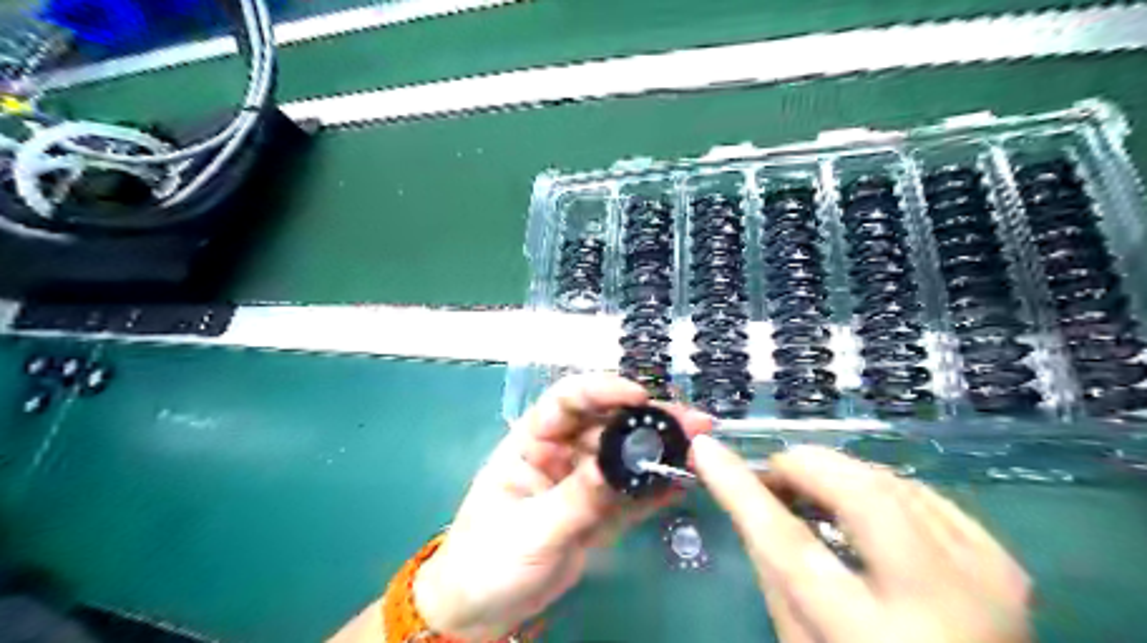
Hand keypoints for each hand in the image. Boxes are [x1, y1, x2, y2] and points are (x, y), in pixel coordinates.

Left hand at [417, 374, 714, 640]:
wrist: (482, 611)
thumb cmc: (487, 560)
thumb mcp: (530, 529)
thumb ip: (576, 498)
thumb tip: (619, 467)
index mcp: (532, 443)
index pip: (567, 402)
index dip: (602, 391)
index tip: (639, 395)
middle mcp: (561, 454)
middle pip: (606, 425)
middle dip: (646, 418)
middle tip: (691, 421)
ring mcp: (582, 483)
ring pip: (624, 457)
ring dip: (658, 451)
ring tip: (698, 448)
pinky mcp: (599, 512)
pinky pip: (630, 494)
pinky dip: (655, 488)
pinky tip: (682, 482)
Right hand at [694, 437, 1034, 642]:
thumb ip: (774, 572)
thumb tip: (754, 498)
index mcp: (873, 641)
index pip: (789, 546)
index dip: (741, 489)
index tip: (706, 449)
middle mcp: (941, 606)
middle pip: (861, 497)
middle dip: (804, 465)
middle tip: (774, 473)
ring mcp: (985, 580)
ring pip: (892, 483)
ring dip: (838, 473)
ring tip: (809, 487)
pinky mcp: (1004, 564)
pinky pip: (923, 494)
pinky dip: (877, 485)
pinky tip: (857, 501)